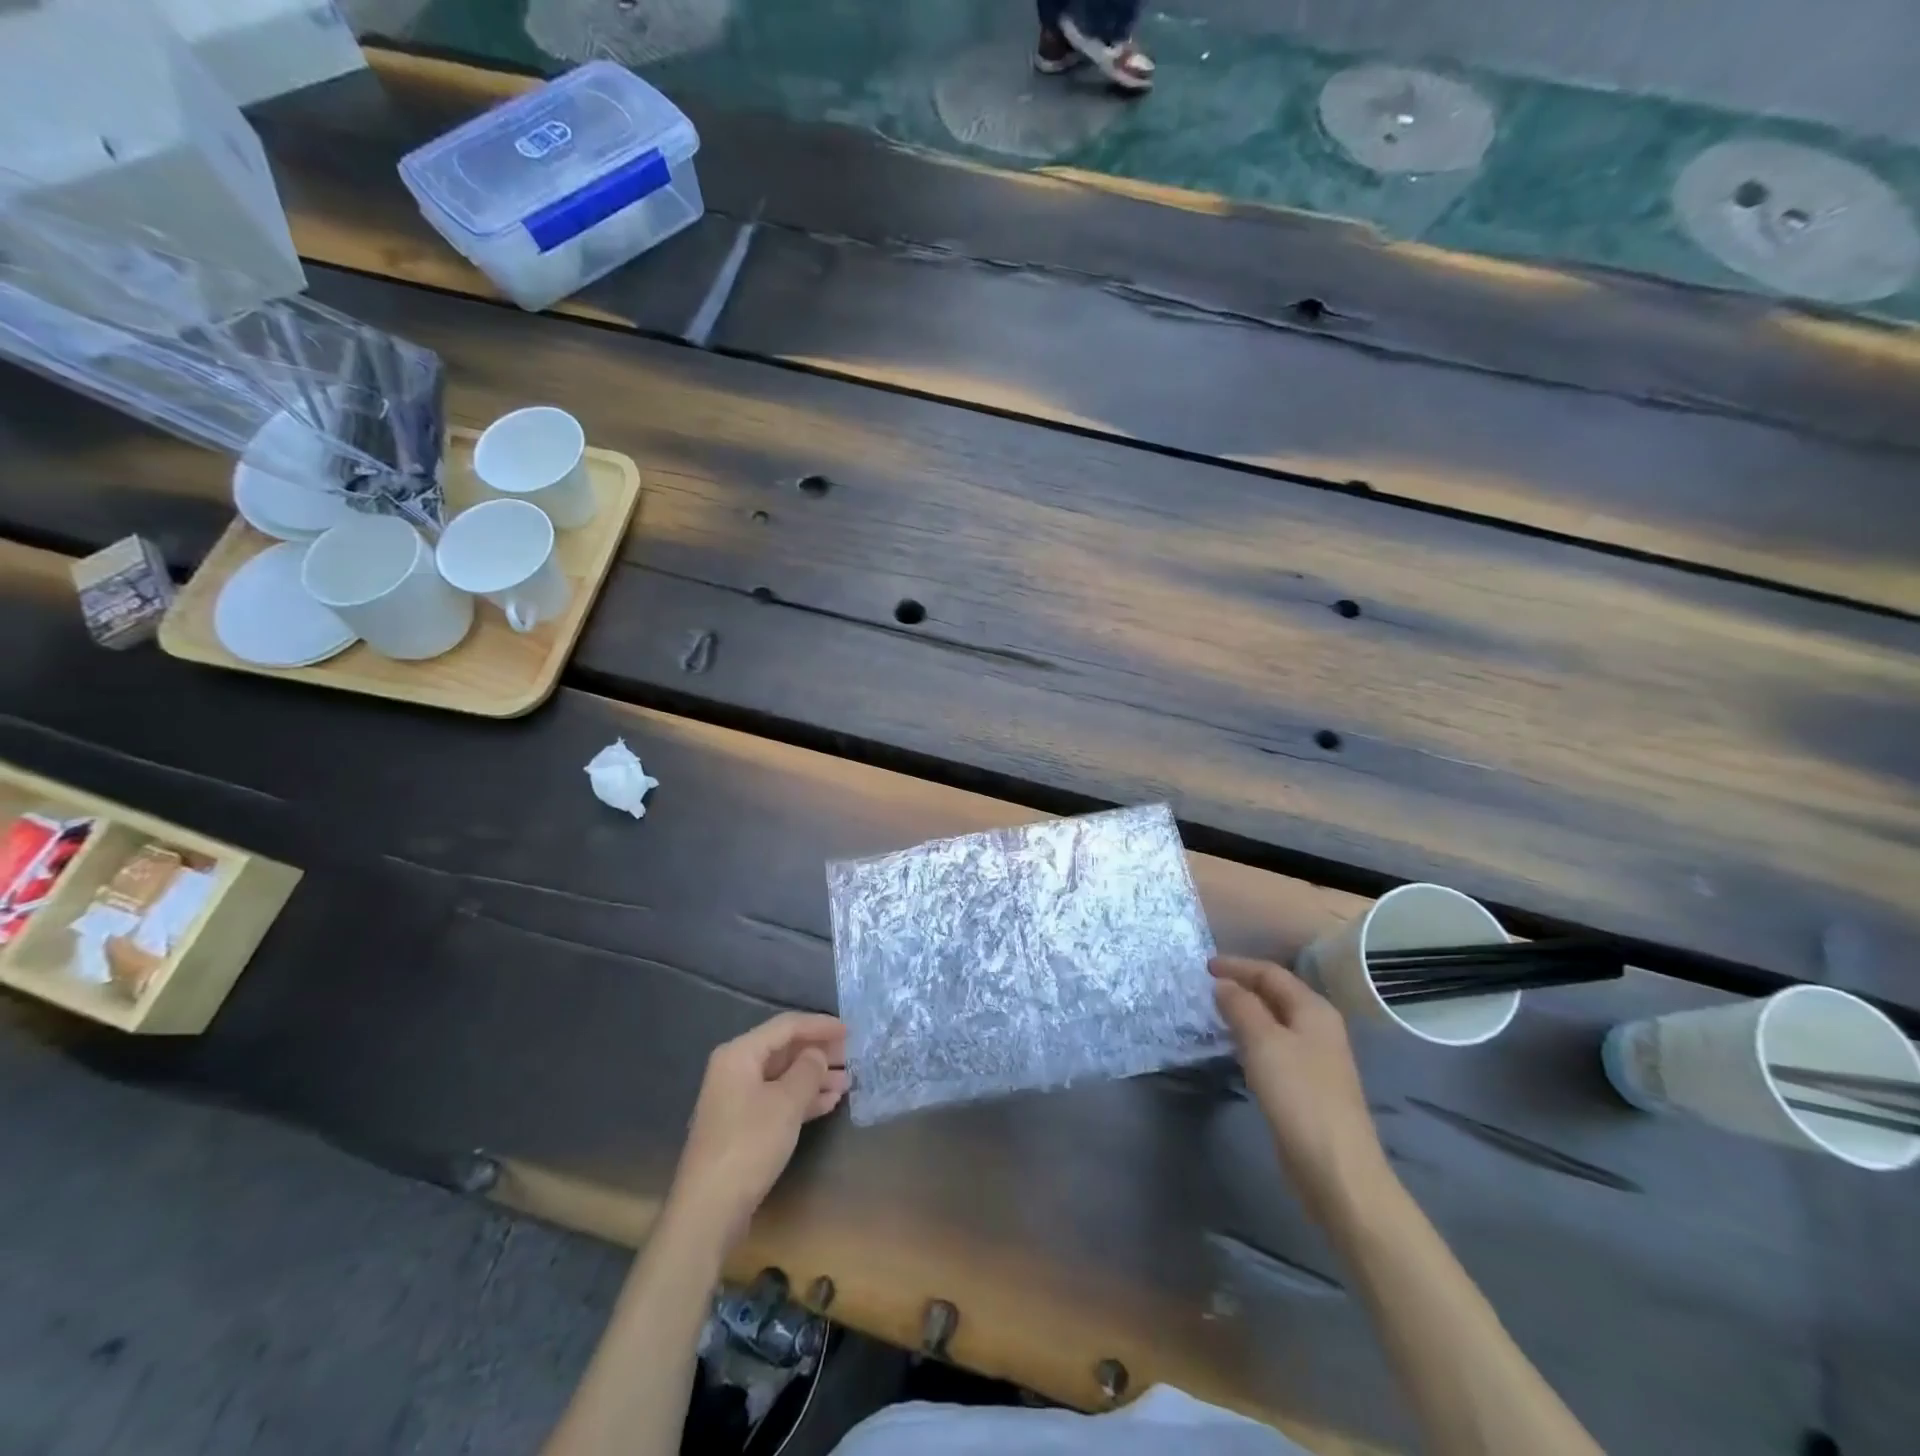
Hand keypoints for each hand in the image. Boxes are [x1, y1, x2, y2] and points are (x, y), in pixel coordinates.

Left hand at [671, 1012, 848, 1251]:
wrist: (709, 1209)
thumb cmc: (749, 1144)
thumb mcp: (786, 1103)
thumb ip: (808, 1070)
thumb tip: (817, 1055)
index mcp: (740, 1054)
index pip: (786, 1026)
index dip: (820, 1026)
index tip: (850, 1031)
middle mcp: (735, 1069)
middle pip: (784, 1050)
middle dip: (818, 1052)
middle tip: (852, 1056)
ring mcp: (737, 1099)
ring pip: (783, 1076)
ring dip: (814, 1077)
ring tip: (847, 1082)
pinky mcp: (742, 1126)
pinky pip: (777, 1099)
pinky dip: (802, 1098)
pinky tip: (828, 1103)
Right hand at [1211, 956, 1389, 1214]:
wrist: (1335, 1168)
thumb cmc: (1299, 1095)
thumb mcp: (1263, 1042)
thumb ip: (1241, 1006)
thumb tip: (1223, 984)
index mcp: (1313, 1010)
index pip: (1271, 973)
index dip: (1237, 966)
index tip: (1203, 966)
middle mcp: (1318, 1027)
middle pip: (1275, 994)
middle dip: (1241, 986)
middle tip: (1205, 986)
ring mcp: (1315, 1058)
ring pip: (1274, 1021)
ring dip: (1245, 1012)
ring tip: (1213, 1012)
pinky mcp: (1306, 1085)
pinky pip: (1274, 1046)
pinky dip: (1252, 1038)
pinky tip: (1234, 1047)